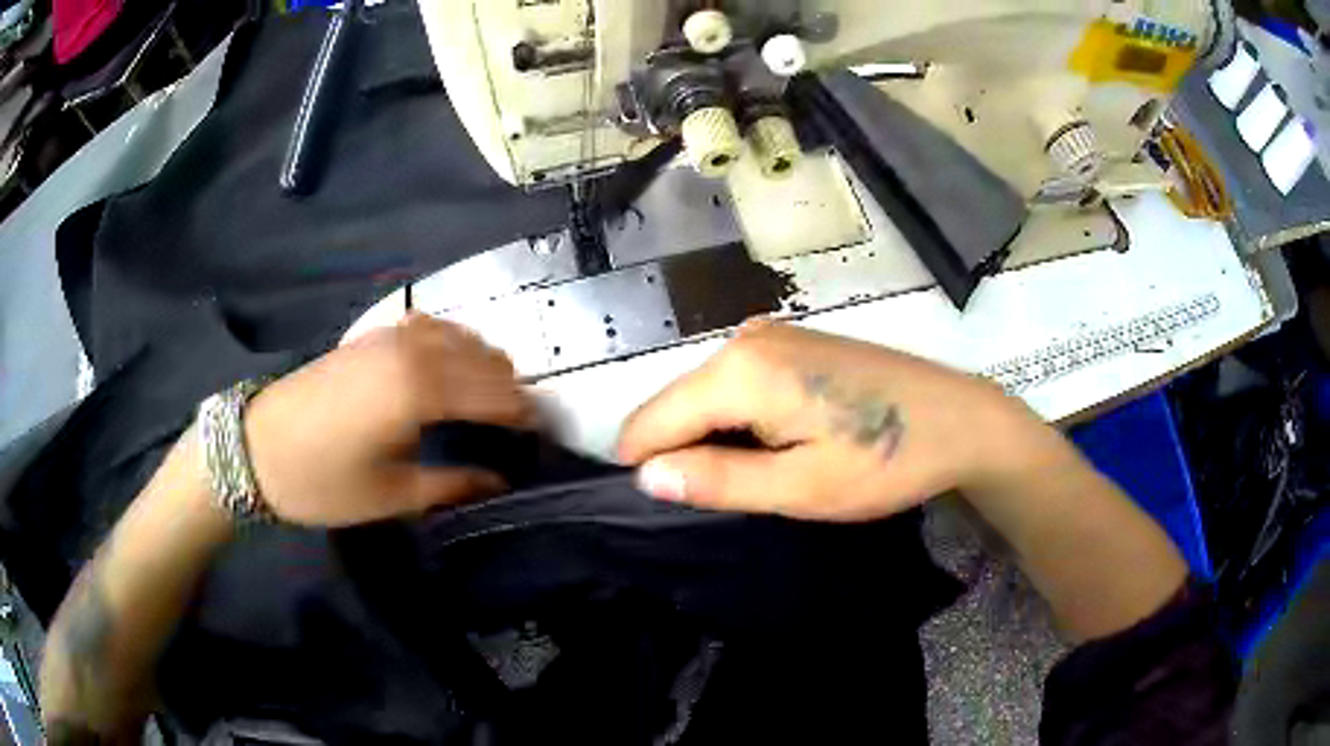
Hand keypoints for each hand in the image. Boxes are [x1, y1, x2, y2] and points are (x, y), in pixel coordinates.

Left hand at [243, 314, 534, 526]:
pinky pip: (431, 326)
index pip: (495, 393)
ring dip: (485, 363)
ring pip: (461, 335)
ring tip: (491, 399)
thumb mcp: (391, 494)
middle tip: (520, 425)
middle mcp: (413, 350)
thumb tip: (500, 479)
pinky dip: (454, 342)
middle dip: (511, 388)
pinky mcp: (372, 335)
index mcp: (420, 390)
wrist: (256, 447)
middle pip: (485, 358)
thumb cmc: (322, 480)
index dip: (525, 412)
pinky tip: (450, 366)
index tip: (543, 433)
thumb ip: (453, 484)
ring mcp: (390, 335)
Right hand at [618, 321, 1048, 521]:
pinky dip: (743, 421)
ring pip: (706, 397)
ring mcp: (770, 334)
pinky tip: (786, 443)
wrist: (962, 418)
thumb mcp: (802, 486)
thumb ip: (717, 480)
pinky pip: (738, 385)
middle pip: (676, 406)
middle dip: (689, 455)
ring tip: (768, 475)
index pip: (650, 422)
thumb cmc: (887, 459)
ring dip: (718, 440)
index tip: (682, 510)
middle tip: (740, 497)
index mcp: (739, 370)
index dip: (652, 471)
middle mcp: (744, 339)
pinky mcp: (792, 343)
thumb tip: (644, 476)